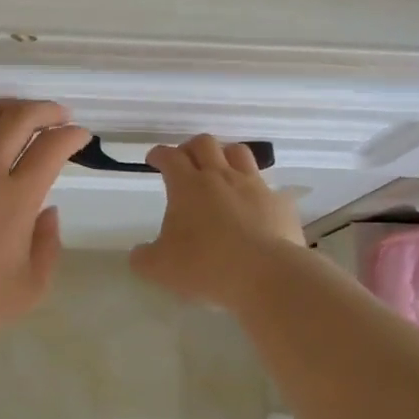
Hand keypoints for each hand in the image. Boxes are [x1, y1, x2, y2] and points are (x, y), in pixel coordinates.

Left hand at [0, 99, 91, 345]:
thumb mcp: (30, 286)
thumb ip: (48, 243)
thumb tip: (47, 210)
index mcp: (15, 197)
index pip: (52, 146)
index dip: (72, 134)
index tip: (79, 136)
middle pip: (18, 117)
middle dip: (46, 110)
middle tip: (58, 115)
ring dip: (7, 107)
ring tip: (19, 115)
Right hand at [130, 134, 305, 308]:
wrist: (266, 275)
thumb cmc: (206, 266)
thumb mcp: (160, 268)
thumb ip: (144, 258)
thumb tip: (138, 255)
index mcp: (188, 186)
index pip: (170, 157)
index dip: (159, 154)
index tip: (154, 159)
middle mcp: (221, 177)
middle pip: (205, 143)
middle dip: (191, 147)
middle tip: (185, 161)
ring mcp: (254, 186)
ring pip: (239, 152)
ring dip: (225, 155)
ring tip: (220, 170)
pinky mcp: (280, 203)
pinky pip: (268, 187)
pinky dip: (257, 191)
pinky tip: (254, 206)